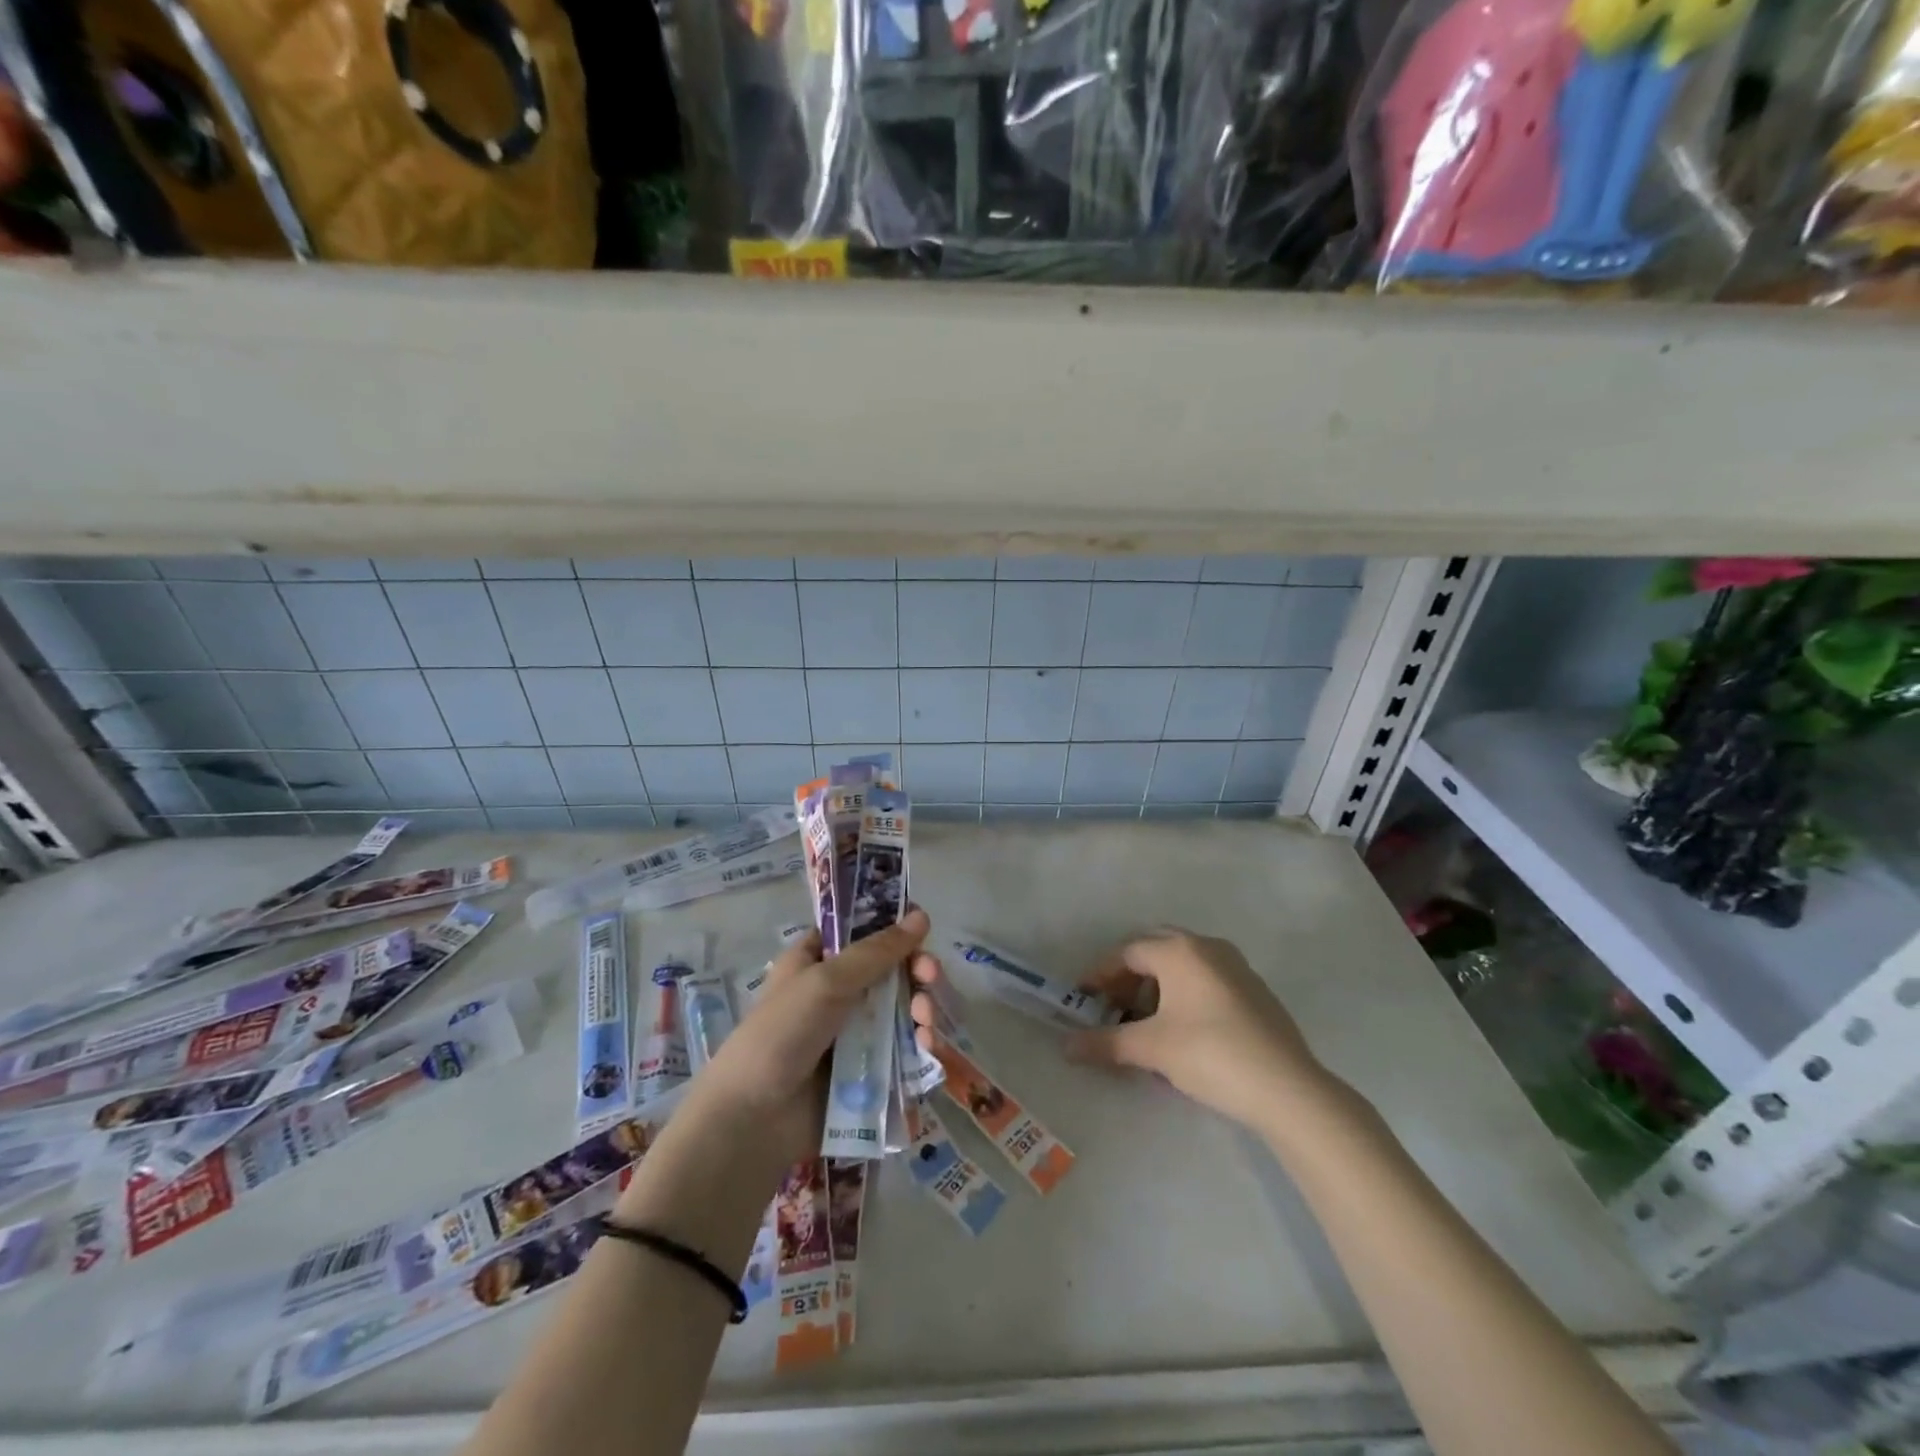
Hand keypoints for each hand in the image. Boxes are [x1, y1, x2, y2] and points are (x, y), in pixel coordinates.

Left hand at [691, 908, 937, 1163]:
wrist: (754, 1118)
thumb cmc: (782, 1033)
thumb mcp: (827, 981)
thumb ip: (877, 951)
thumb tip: (922, 915)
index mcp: (818, 960)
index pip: (862, 932)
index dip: (893, 928)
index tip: (920, 931)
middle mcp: (838, 992)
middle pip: (890, 970)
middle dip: (916, 972)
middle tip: (929, 977)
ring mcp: (853, 1033)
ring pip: (901, 1010)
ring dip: (921, 1010)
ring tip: (925, 1024)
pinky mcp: (866, 1071)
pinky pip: (901, 1049)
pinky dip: (918, 1046)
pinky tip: (926, 1049)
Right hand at [1059, 929, 1337, 1131]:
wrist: (1289, 1089)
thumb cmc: (1210, 1054)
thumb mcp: (1151, 1049)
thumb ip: (1105, 1043)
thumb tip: (1066, 1047)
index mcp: (1179, 950)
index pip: (1127, 952)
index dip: (1100, 975)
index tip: (1083, 1000)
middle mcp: (1207, 947)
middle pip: (1155, 951)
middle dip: (1129, 977)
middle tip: (1112, 1007)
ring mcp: (1236, 966)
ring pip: (1183, 965)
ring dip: (1157, 988)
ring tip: (1145, 1024)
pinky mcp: (1255, 991)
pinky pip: (1206, 981)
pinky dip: (1184, 996)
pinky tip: (1182, 1033)